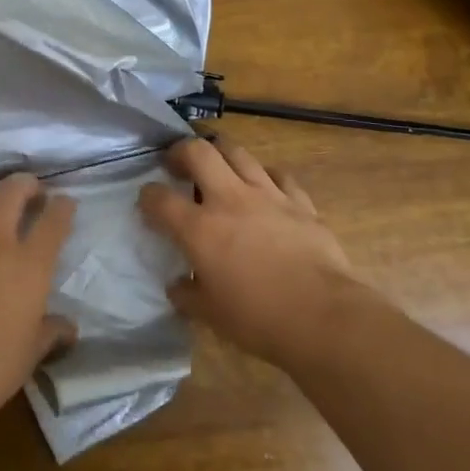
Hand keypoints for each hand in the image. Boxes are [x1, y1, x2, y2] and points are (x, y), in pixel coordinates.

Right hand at [139, 137, 366, 367]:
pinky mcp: (299, 201)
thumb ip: (188, 295)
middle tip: (177, 164)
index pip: (160, 199)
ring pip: (238, 153)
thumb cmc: (259, 319)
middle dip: (181, 151)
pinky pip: (279, 175)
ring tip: (218, 166)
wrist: (323, 315)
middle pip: (199, 152)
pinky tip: (265, 187)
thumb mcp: (211, 316)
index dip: (147, 196)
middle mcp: (229, 200)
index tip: (147, 201)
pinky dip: (266, 176)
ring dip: (221, 154)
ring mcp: (267, 195)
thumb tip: (177, 286)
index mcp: (200, 229)